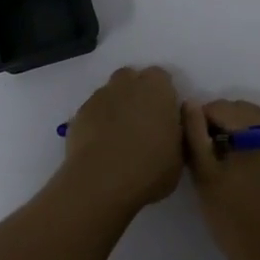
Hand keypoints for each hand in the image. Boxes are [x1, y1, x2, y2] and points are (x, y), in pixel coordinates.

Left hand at [58, 66, 183, 214]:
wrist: (101, 182)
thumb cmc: (150, 168)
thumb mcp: (179, 155)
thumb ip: (176, 131)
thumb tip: (172, 121)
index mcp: (157, 89)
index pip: (161, 77)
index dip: (162, 93)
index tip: (164, 114)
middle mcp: (127, 85)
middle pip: (131, 78)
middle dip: (136, 92)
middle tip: (142, 120)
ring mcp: (100, 97)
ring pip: (110, 93)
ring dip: (116, 105)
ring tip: (119, 134)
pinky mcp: (79, 114)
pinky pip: (93, 110)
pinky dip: (98, 120)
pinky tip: (101, 143)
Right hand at [182, 99, 259, 259]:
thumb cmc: (237, 219)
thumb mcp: (206, 176)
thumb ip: (194, 136)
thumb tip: (189, 105)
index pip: (220, 107)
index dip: (197, 120)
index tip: (185, 143)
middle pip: (239, 112)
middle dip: (216, 124)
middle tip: (198, 153)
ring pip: (252, 125)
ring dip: (231, 134)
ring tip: (215, 163)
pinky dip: (247, 145)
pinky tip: (235, 170)